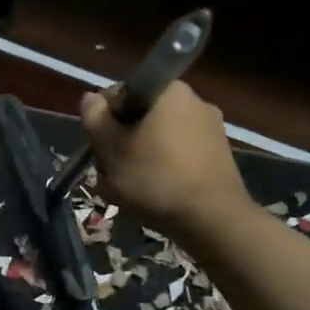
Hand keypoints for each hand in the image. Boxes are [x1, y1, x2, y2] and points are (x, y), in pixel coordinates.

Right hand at [82, 82, 246, 235]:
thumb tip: (91, 99)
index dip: (102, 120)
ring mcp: (210, 128)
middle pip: (139, 117)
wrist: (213, 219)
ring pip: (157, 138)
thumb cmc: (155, 178)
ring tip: (128, 189)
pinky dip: (162, 169)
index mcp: (167, 90)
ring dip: (139, 158)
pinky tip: (154, 195)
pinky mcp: (218, 155)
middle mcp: (193, 100)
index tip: (99, 147)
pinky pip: (178, 155)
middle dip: (121, 142)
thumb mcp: (111, 149)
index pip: (120, 94)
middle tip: (110, 171)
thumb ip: (94, 118)